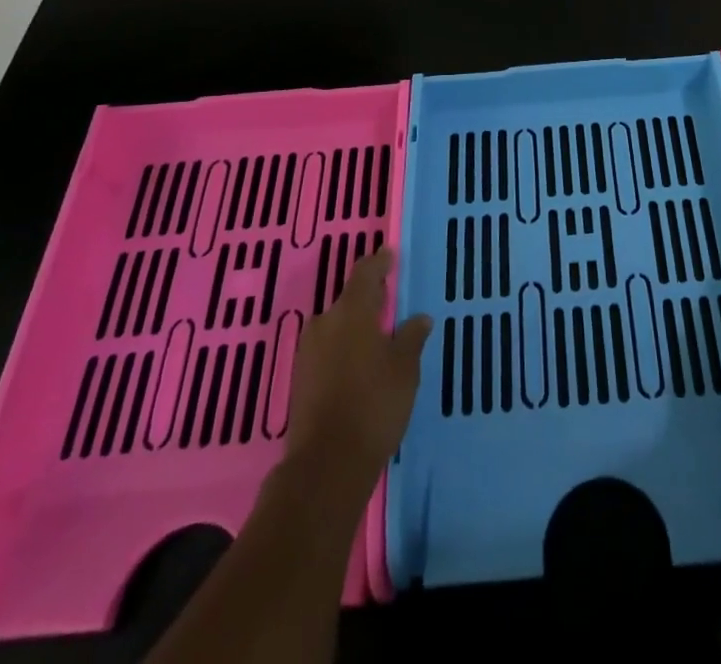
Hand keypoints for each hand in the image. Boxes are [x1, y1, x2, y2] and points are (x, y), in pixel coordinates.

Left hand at [284, 248, 431, 490]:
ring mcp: (308, 352)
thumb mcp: (404, 369)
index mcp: (352, 312)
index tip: (389, 255)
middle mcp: (325, 323)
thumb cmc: (373, 405)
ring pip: (336, 326)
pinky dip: (344, 349)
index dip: (379, 263)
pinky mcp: (301, 379)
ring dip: (354, 326)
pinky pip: (327, 350)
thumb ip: (411, 338)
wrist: (326, 465)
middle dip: (368, 299)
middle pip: (348, 300)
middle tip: (389, 301)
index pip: (365, 273)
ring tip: (377, 336)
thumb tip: (419, 318)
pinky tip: (359, 364)